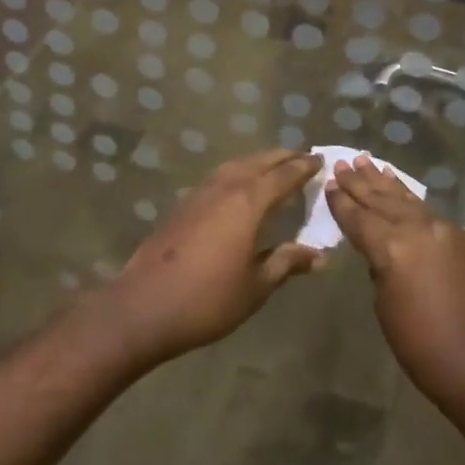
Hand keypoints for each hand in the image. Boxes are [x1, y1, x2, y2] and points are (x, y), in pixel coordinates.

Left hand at [99, 149, 323, 366]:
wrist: (144, 306)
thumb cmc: (207, 299)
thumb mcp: (256, 286)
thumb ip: (287, 263)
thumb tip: (319, 255)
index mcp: (249, 202)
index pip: (284, 175)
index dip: (304, 167)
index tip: (321, 161)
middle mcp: (226, 186)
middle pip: (260, 161)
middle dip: (283, 158)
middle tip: (302, 159)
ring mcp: (200, 192)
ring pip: (237, 164)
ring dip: (259, 161)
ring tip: (275, 168)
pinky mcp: (183, 203)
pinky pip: (220, 175)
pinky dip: (238, 172)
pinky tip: (240, 187)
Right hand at [326, 156, 464, 405]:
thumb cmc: (427, 350)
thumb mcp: (388, 310)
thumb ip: (381, 271)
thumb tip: (381, 254)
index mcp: (392, 248)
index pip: (359, 219)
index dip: (341, 203)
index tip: (328, 183)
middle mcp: (417, 228)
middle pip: (381, 201)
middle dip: (359, 183)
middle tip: (341, 163)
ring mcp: (443, 229)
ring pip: (405, 199)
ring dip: (383, 182)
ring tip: (365, 162)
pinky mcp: (461, 238)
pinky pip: (425, 209)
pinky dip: (408, 196)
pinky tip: (400, 189)